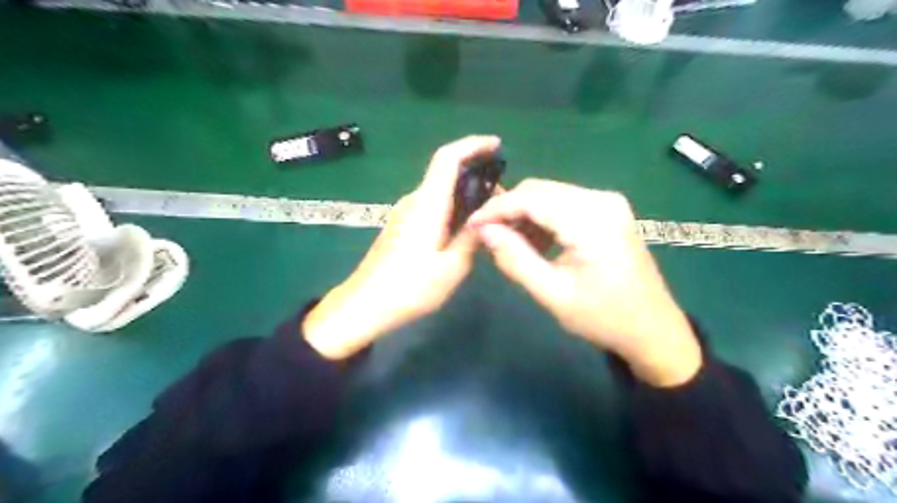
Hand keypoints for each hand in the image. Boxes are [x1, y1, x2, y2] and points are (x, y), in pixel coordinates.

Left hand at [300, 136, 497, 358]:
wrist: (365, 304)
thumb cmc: (409, 288)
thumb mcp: (451, 267)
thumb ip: (472, 236)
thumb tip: (488, 216)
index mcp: (427, 205)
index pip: (447, 158)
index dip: (472, 145)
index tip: (496, 145)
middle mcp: (415, 201)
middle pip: (447, 173)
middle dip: (477, 175)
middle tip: (503, 199)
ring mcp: (406, 212)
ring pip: (441, 191)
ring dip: (466, 194)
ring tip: (491, 215)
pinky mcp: (403, 225)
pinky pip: (434, 205)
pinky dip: (454, 208)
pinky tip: (467, 229)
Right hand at [466, 178, 704, 385]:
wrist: (653, 329)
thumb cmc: (603, 318)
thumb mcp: (553, 293)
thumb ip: (515, 259)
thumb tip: (484, 231)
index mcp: (591, 220)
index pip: (530, 198)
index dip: (496, 208)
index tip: (471, 224)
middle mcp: (601, 199)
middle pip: (539, 190)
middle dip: (508, 209)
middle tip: (487, 236)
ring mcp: (608, 202)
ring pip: (550, 195)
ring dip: (524, 214)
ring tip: (508, 243)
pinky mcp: (608, 211)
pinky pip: (565, 204)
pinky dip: (543, 218)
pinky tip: (533, 242)